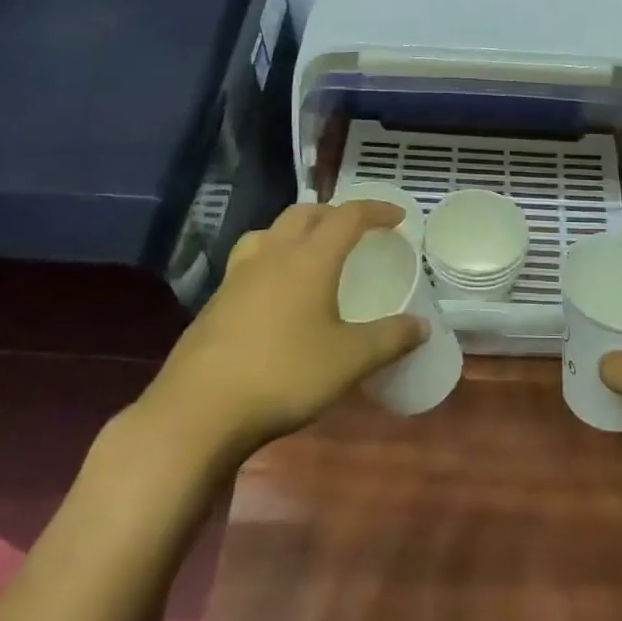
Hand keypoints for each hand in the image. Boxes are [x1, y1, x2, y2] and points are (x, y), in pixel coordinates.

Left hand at [130, 201, 428, 459]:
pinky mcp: (216, 300)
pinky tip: (276, 290)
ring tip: (312, 249)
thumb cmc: (284, 375)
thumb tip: (422, 325)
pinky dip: (273, 257)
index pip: (348, 216)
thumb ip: (390, 339)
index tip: (397, 217)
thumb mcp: (349, 360)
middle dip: (335, 214)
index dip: (375, 210)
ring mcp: (238, 275)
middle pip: (305, 213)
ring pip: (271, 232)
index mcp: (309, 258)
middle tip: (357, 230)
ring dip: (297, 230)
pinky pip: (251, 260)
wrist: (199, 409)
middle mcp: (273, 254)